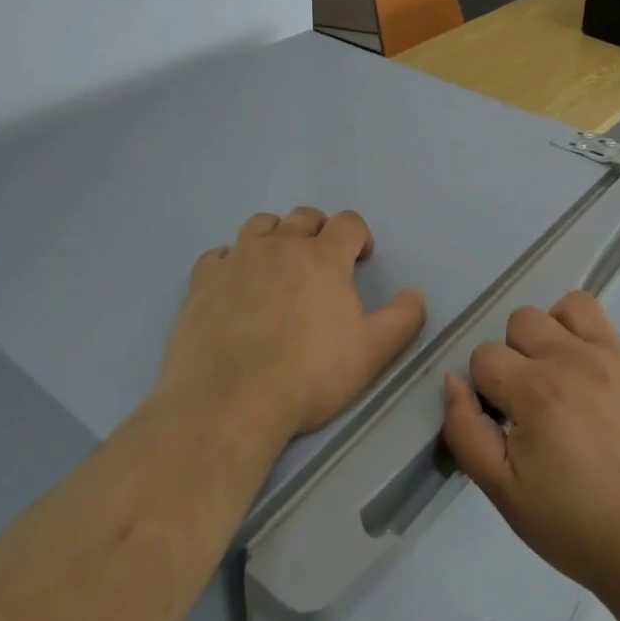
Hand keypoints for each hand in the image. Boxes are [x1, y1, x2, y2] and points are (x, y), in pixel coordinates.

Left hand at [158, 208, 426, 445]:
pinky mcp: (203, 281)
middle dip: (320, 231)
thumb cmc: (308, 376)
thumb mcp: (372, 353)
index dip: (359, 236)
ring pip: (261, 224)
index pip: (349, 222)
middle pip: (305, 216)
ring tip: (278, 264)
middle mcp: (281, 245)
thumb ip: (403, 318)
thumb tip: (416, 292)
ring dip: (276, 235)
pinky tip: (235, 285)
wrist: (228, 403)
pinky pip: (219, 254)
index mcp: (324, 256)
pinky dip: (232, 261)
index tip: (361, 259)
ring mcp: (238, 259)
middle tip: (322, 262)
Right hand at [442, 291, 619, 603]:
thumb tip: (454, 383)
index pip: (484, 357)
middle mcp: (569, 360)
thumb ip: (467, 433)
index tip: (504, 423)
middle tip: (530, 403)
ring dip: (550, 335)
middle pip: (519, 322)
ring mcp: (608, 355)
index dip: (485, 390)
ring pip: (560, 308)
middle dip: (514, 358)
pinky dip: (582, 332)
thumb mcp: (505, 494)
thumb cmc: (577, 525)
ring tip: (559, 377)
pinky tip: (588, 372)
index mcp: (534, 392)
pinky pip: (599, 317)